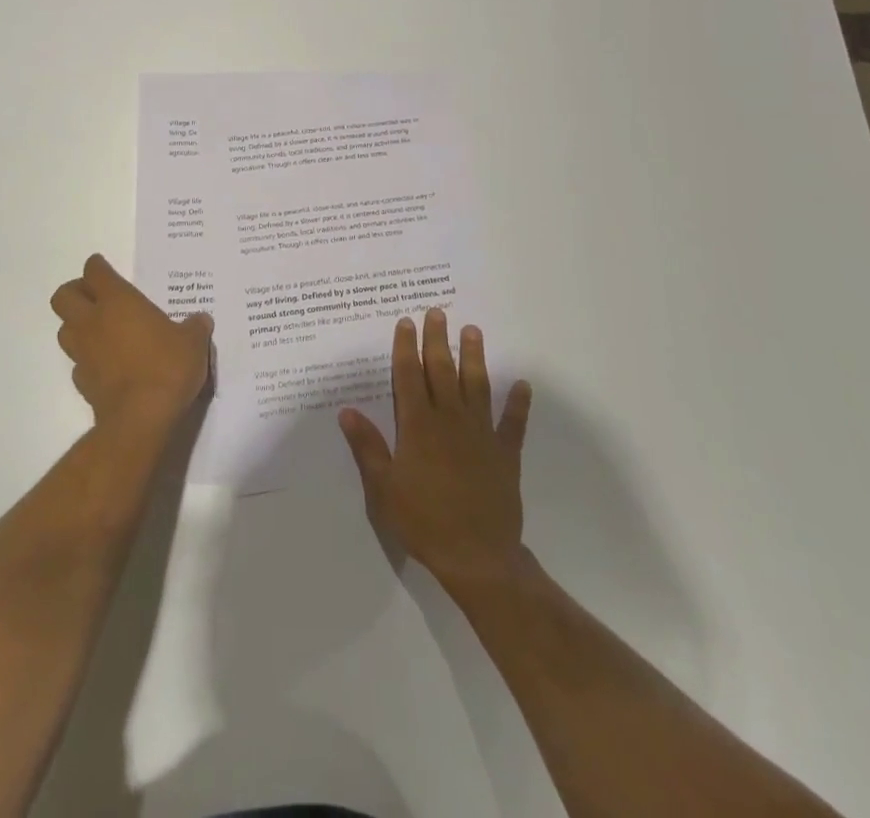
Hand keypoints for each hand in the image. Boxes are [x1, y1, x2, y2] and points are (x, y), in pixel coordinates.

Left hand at [50, 254, 212, 433]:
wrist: (142, 418)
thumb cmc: (167, 367)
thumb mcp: (193, 342)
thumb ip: (195, 327)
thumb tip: (200, 321)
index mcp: (118, 301)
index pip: (95, 272)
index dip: (97, 267)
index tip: (103, 267)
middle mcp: (93, 322)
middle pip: (63, 296)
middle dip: (75, 292)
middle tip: (96, 296)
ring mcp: (83, 353)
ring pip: (64, 329)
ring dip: (76, 325)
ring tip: (99, 329)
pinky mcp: (82, 383)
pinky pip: (78, 362)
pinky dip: (87, 359)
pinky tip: (106, 364)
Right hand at [339, 309, 533, 593]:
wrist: (476, 556)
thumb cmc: (423, 521)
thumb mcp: (384, 488)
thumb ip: (367, 447)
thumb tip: (346, 411)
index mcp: (418, 426)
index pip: (409, 376)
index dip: (407, 348)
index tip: (407, 322)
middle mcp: (450, 419)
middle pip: (443, 371)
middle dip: (438, 340)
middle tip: (438, 312)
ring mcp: (481, 434)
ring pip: (477, 386)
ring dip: (475, 357)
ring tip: (473, 331)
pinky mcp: (505, 453)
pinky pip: (513, 422)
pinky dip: (518, 403)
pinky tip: (522, 384)